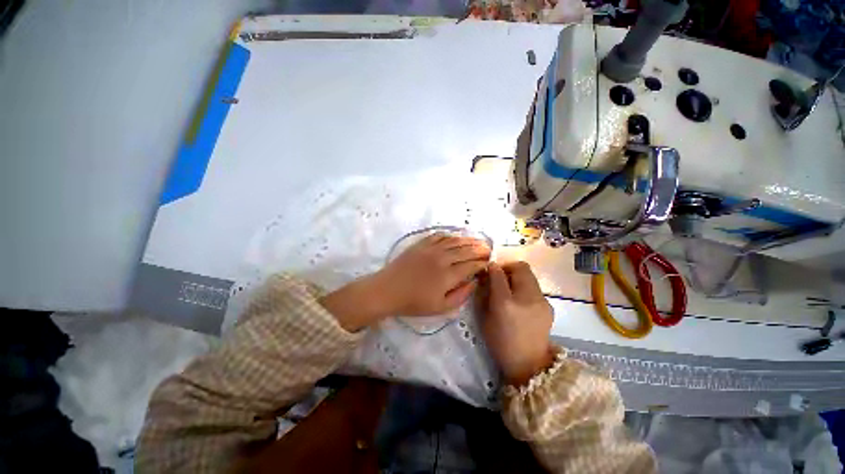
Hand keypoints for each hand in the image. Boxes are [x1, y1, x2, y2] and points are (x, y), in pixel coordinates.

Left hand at [320, 234, 490, 330]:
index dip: (483, 263)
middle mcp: (442, 258)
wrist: (388, 290)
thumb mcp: (440, 307)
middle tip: (489, 249)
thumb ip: (461, 295)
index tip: (489, 262)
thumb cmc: (414, 302)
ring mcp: (431, 249)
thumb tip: (474, 282)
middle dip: (480, 249)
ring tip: (478, 240)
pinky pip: (439, 236)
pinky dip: (450, 235)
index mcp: (448, 275)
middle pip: (466, 250)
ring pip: (455, 240)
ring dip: (468, 240)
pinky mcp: (421, 244)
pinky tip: (455, 236)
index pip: (471, 265)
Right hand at [479, 261, 554, 386]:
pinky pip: (535, 287)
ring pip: (530, 275)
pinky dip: (525, 286)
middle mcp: (526, 298)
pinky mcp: (549, 305)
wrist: (529, 365)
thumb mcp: (485, 317)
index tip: (488, 268)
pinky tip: (521, 300)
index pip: (498, 274)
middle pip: (521, 267)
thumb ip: (484, 294)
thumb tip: (486, 276)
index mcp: (505, 303)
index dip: (492, 268)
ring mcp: (542, 301)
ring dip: (517, 276)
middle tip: (500, 276)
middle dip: (508, 267)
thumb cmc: (500, 342)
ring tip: (510, 288)